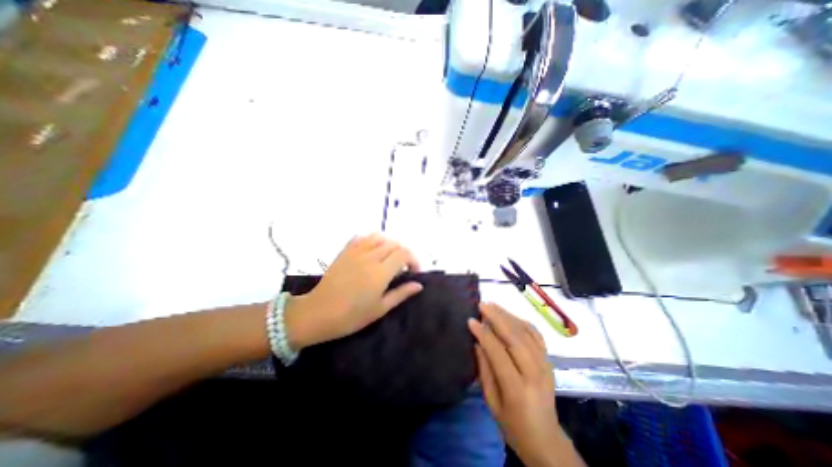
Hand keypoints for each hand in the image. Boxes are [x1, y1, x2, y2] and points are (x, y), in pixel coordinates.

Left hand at [285, 236, 423, 347]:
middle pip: (394, 244)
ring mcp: (356, 252)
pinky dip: (371, 241)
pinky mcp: (345, 251)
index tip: (413, 272)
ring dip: (388, 245)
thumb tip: (418, 285)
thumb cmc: (351, 316)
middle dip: (403, 253)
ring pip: (379, 237)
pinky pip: (362, 237)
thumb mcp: (380, 308)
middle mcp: (370, 257)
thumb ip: (401, 294)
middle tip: (401, 268)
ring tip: (387, 258)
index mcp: (381, 272)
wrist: (318, 313)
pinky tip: (371, 251)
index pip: (404, 253)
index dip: (413, 260)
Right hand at [466, 304, 579, 465]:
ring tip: (492, 305)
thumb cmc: (513, 424)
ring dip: (508, 316)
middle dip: (497, 318)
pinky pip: (537, 335)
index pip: (498, 354)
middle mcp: (535, 374)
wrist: (546, 439)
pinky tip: (510, 315)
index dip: (484, 334)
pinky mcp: (549, 361)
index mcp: (517, 389)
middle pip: (515, 339)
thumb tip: (477, 342)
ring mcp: (545, 365)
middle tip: (482, 304)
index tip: (471, 320)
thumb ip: (484, 370)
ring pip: (527, 333)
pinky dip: (522, 322)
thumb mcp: (491, 401)